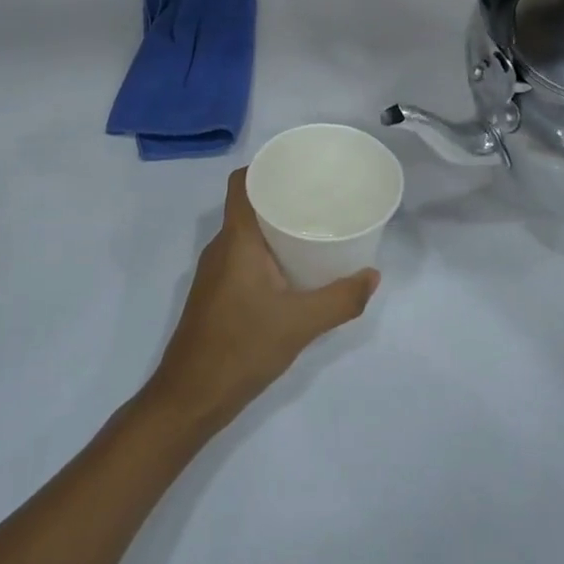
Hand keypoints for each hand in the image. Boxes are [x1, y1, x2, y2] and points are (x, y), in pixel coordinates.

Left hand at [144, 169, 377, 433]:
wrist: (191, 396)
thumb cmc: (242, 347)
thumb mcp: (301, 324)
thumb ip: (341, 299)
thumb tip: (373, 276)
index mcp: (236, 239)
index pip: (241, 183)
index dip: (265, 167)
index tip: (299, 167)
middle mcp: (220, 247)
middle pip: (247, 205)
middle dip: (281, 197)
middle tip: (320, 198)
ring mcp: (214, 272)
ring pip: (245, 234)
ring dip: (274, 227)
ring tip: (313, 229)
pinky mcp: (215, 294)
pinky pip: (242, 256)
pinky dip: (266, 252)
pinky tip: (292, 270)